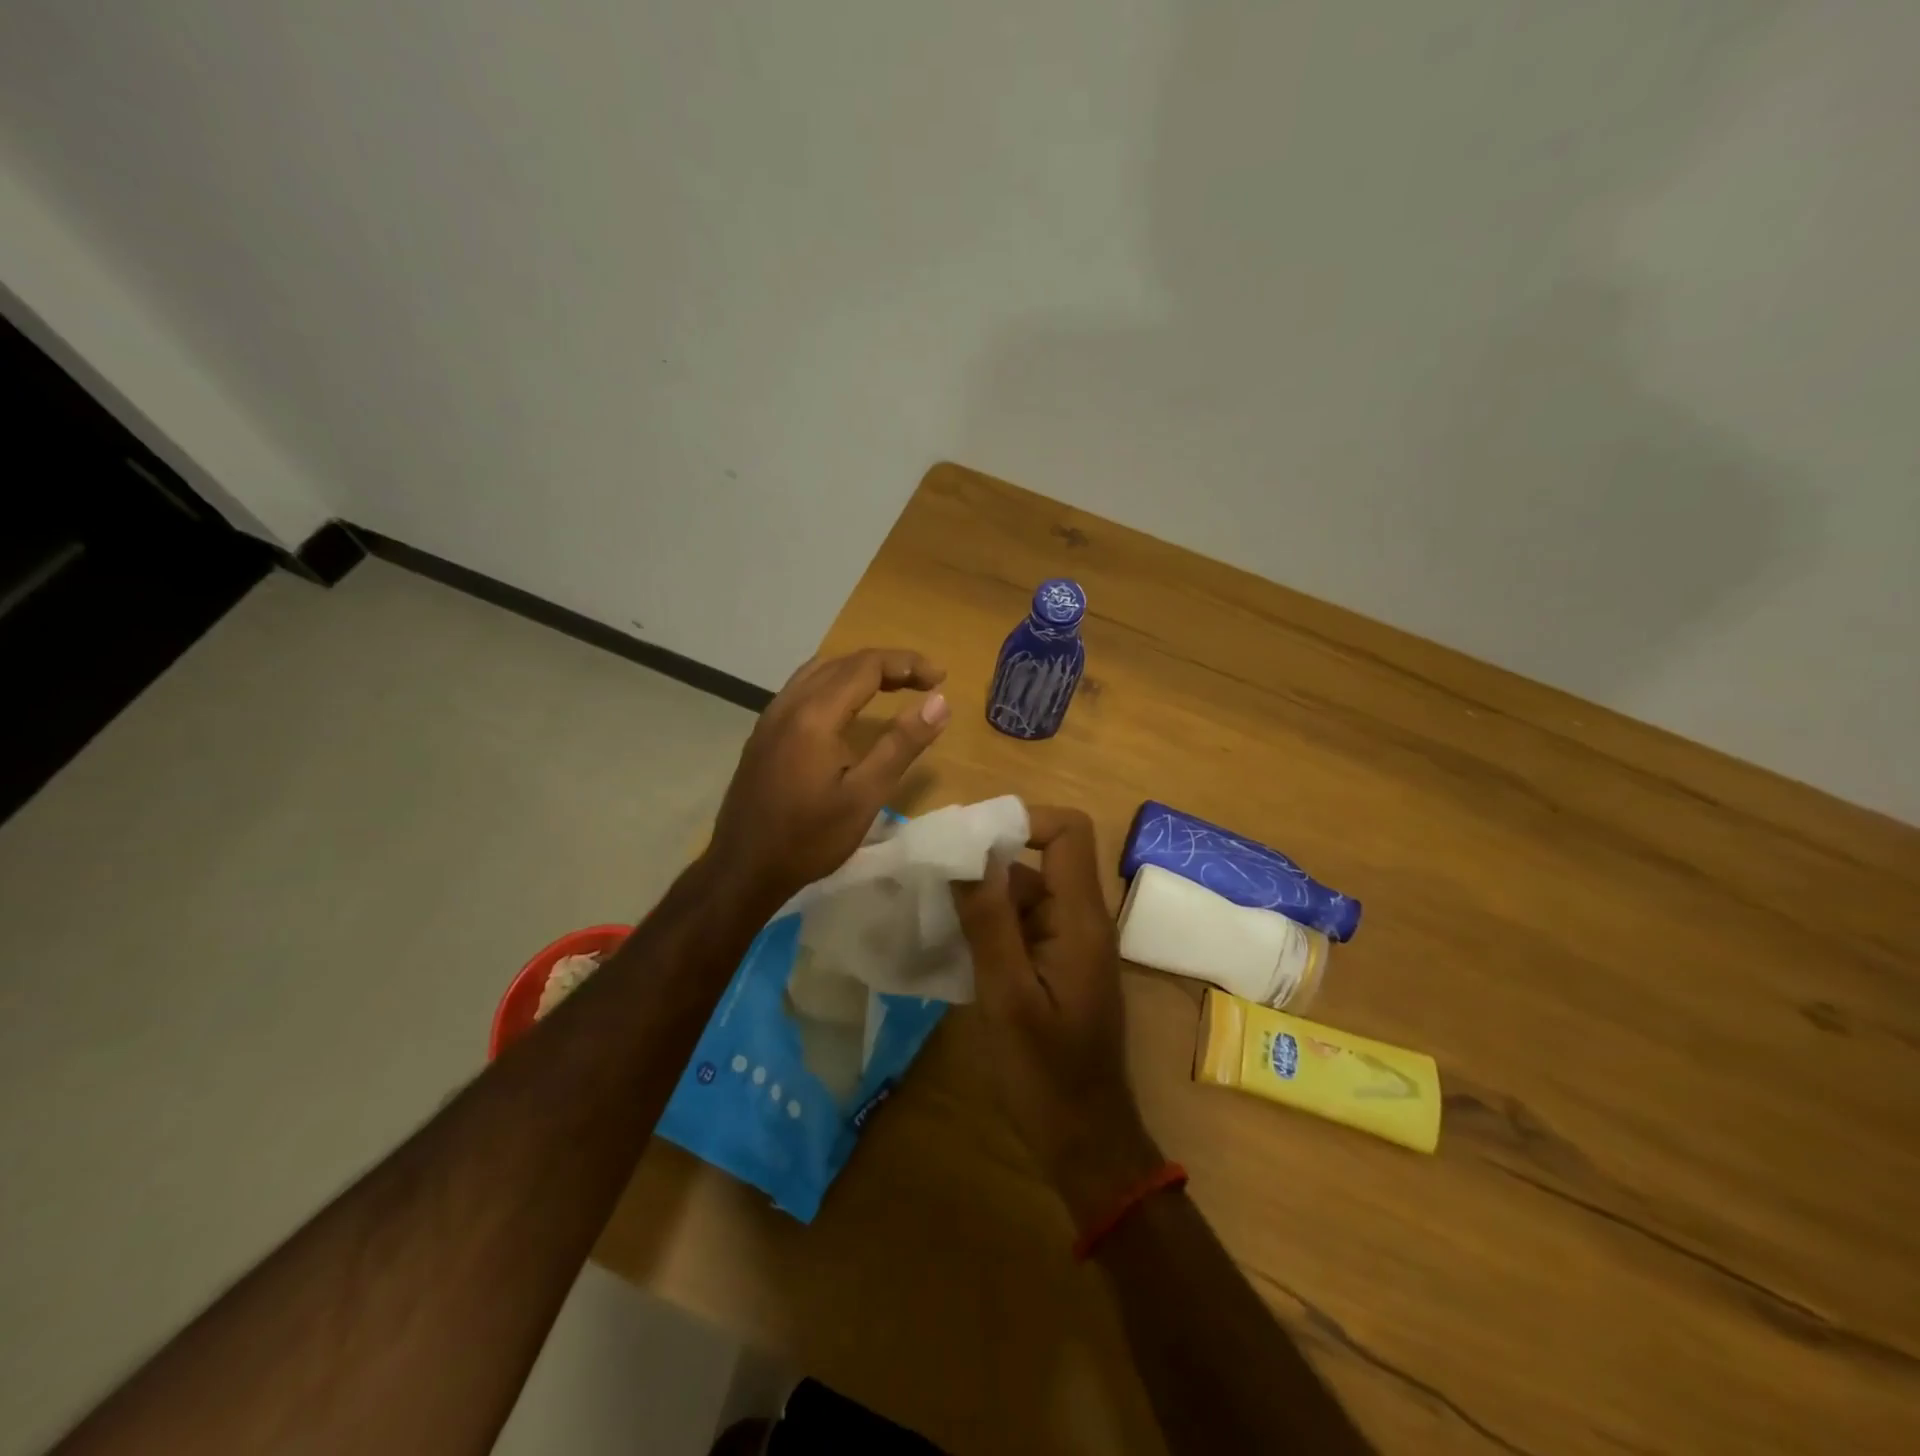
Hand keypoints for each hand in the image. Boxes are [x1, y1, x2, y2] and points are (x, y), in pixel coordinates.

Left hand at [709, 647, 949, 908]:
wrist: (743, 869)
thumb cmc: (809, 838)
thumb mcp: (865, 796)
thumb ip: (902, 744)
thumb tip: (939, 701)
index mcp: (815, 715)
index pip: (866, 666)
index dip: (907, 664)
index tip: (940, 677)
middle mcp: (789, 704)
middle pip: (842, 662)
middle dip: (887, 664)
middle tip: (925, 680)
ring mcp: (770, 718)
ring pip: (819, 671)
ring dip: (859, 670)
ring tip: (893, 685)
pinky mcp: (763, 734)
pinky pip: (802, 688)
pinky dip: (835, 684)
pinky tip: (847, 708)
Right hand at [952, 807, 1162, 1226]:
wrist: (1085, 1141)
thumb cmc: (1046, 1075)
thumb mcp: (1008, 997)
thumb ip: (990, 922)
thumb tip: (968, 853)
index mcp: (1081, 919)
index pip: (1069, 832)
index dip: (1024, 821)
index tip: (970, 840)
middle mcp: (1082, 920)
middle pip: (1040, 859)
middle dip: (987, 860)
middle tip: (931, 874)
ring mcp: (1070, 944)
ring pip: (1027, 892)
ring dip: (983, 895)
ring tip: (930, 906)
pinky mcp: (1057, 965)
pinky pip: (1023, 924)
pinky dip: (990, 923)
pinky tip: (951, 941)